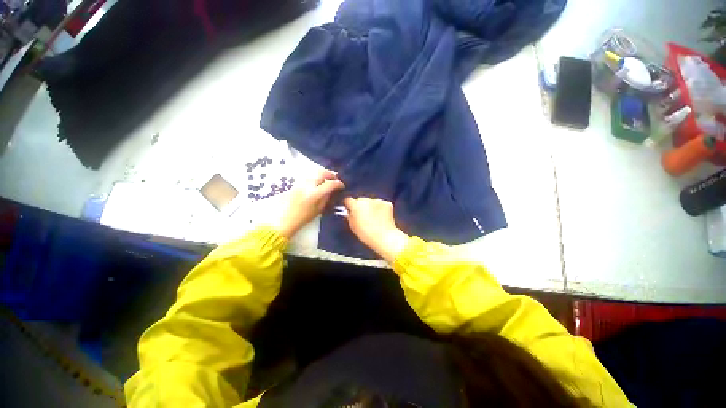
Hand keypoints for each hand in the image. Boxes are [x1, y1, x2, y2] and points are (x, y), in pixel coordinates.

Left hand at [278, 169, 344, 238]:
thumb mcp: (318, 210)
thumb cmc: (302, 218)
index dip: (338, 183)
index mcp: (315, 194)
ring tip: (327, 181)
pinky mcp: (295, 183)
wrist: (283, 220)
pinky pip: (308, 177)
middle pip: (322, 173)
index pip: (330, 184)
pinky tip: (317, 184)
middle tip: (335, 179)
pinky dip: (315, 178)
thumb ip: (326, 198)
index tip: (342, 186)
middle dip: (331, 174)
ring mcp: (301, 183)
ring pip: (314, 173)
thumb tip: (332, 191)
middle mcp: (308, 185)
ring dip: (323, 175)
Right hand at [342, 197, 408, 263]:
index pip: (348, 200)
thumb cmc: (366, 234)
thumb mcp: (353, 226)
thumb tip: (349, 212)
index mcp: (356, 205)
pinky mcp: (387, 203)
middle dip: (361, 206)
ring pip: (371, 202)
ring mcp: (378, 201)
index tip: (350, 209)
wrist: (384, 237)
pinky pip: (381, 204)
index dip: (349, 205)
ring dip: (371, 207)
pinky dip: (381, 209)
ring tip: (374, 218)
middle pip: (361, 200)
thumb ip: (349, 216)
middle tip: (363, 216)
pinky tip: (382, 218)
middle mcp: (366, 200)